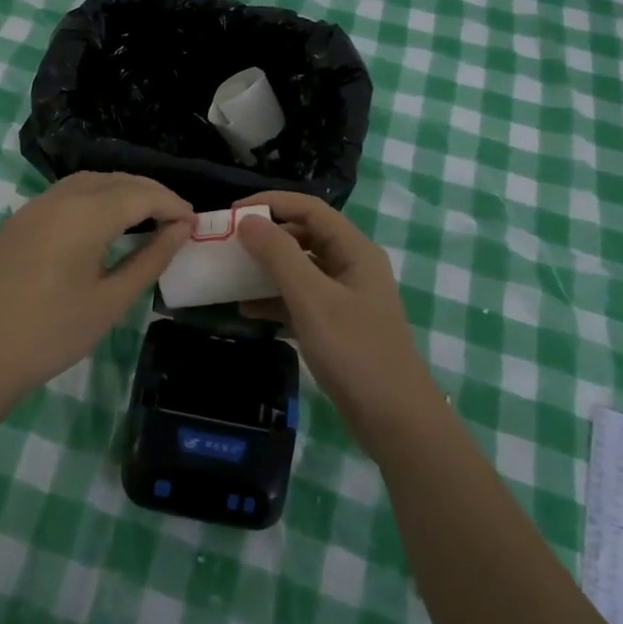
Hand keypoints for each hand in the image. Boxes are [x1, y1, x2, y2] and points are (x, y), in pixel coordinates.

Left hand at [0, 172, 193, 405]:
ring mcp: (32, 208)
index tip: (195, 223)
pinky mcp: (16, 223)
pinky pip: (64, 195)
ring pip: (88, 183)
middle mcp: (58, 198)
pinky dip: (93, 198)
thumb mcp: (110, 301)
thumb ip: (150, 259)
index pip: (140, 194)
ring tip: (145, 217)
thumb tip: (180, 230)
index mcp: (84, 214)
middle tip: (176, 219)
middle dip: (150, 194)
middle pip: (115, 181)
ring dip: (121, 191)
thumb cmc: (50, 334)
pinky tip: (102, 224)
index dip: (172, 204)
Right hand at [235, 192, 439, 458]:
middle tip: (227, 244)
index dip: (271, 203)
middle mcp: (351, 266)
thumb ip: (279, 256)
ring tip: (230, 275)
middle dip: (266, 236)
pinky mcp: (336, 325)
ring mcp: (345, 297)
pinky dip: (274, 301)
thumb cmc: (355, 351)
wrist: (394, 420)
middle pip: (304, 236)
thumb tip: (247, 220)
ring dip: (267, 270)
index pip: (310, 209)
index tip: (231, 212)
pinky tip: (246, 312)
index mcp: (354, 250)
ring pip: (300, 269)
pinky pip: (300, 300)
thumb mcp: (312, 299)